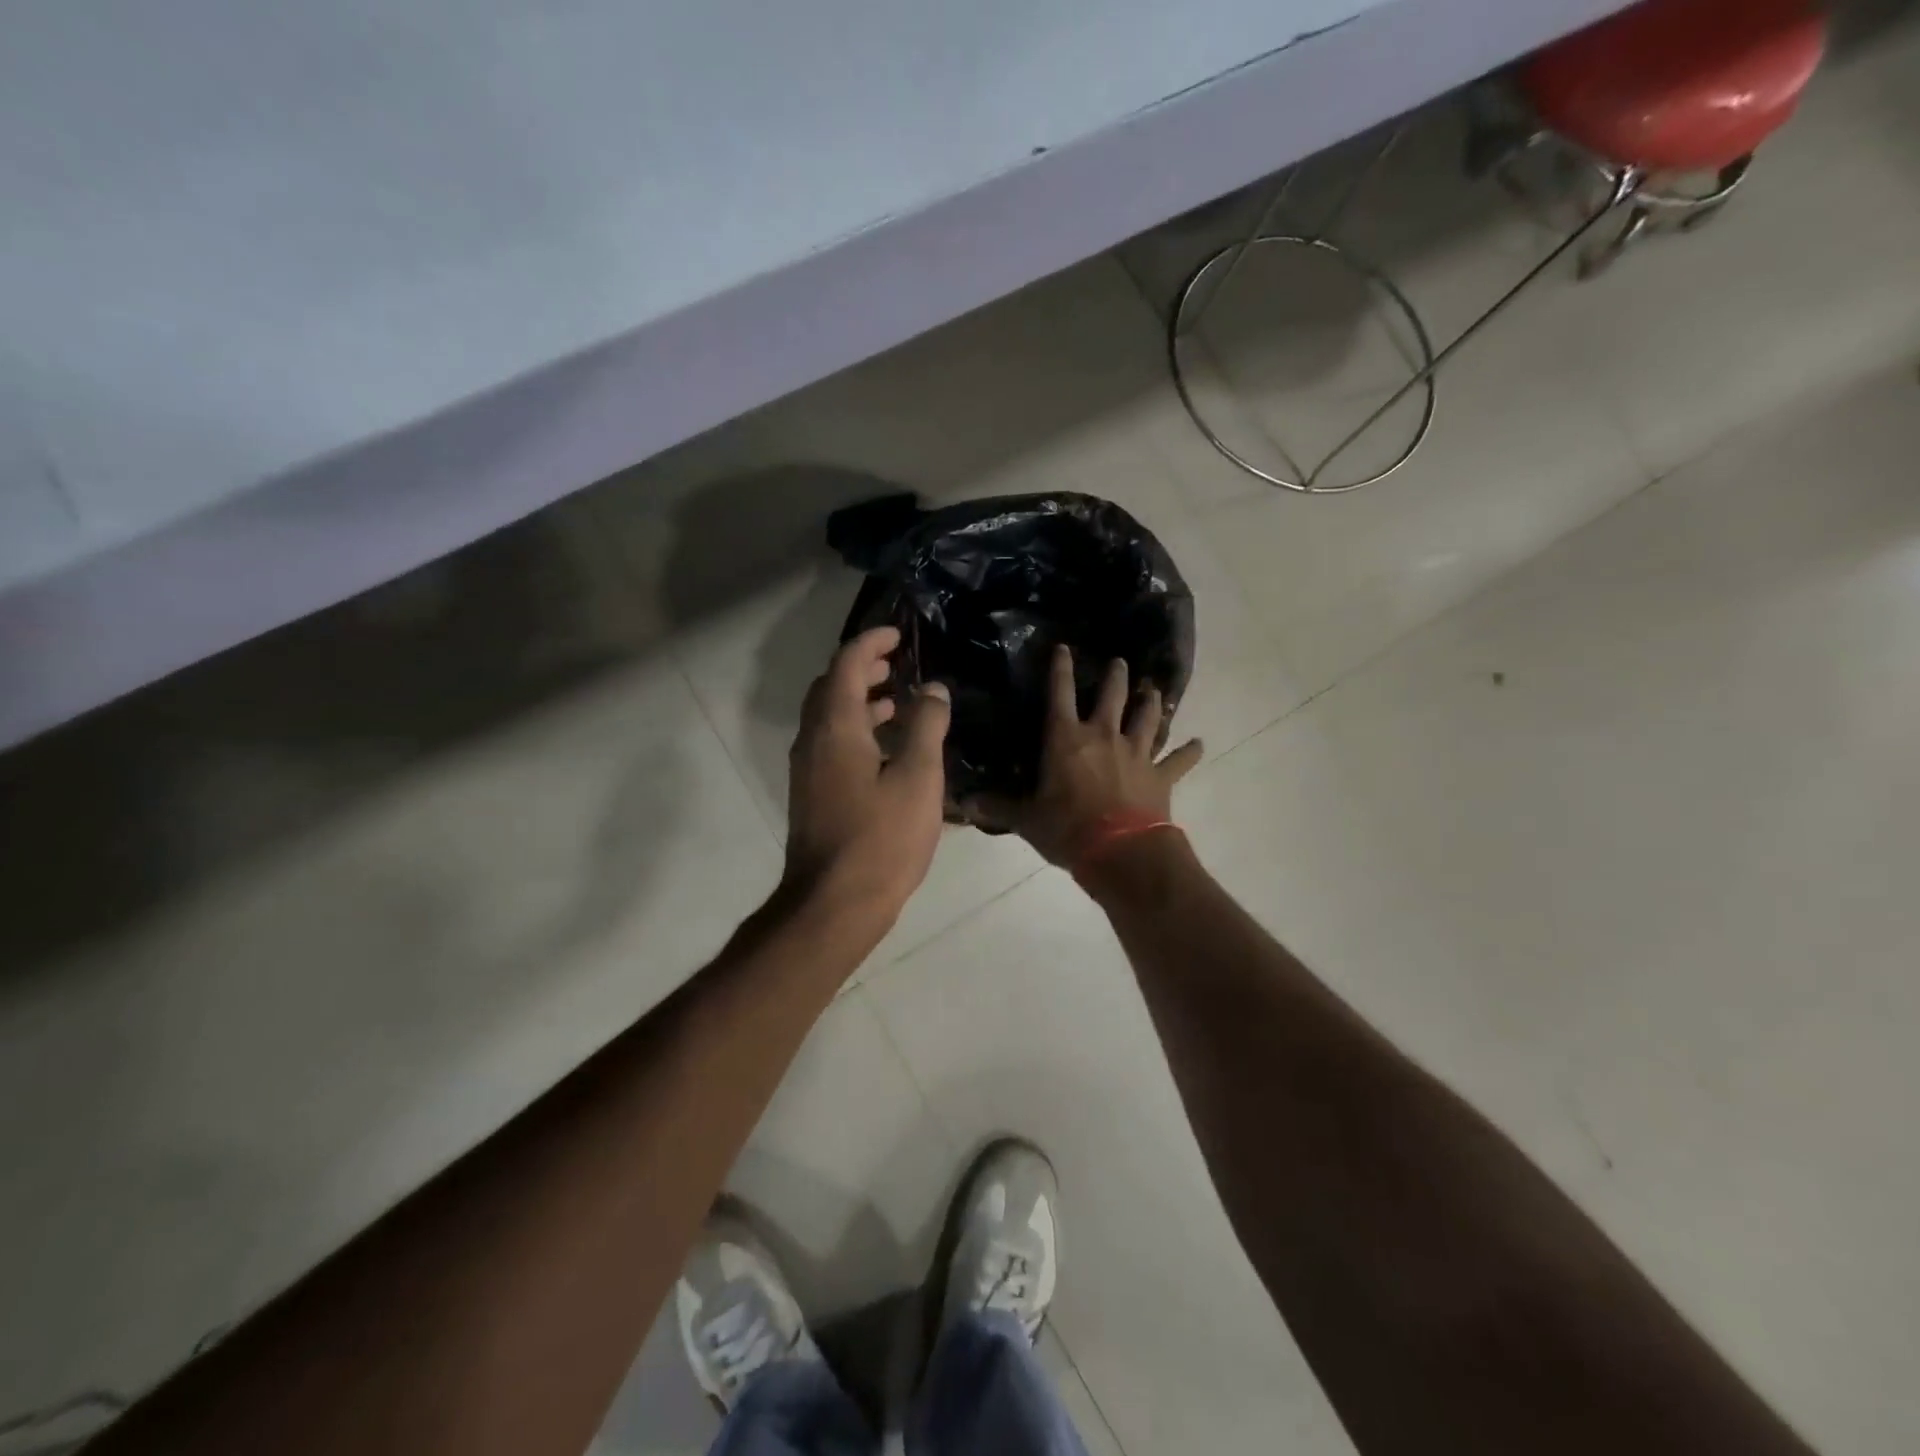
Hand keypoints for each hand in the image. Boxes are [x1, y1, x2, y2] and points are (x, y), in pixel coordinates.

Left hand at [783, 626, 951, 923]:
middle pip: (831, 687)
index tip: (898, 635)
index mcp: (835, 727)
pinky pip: (832, 744)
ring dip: (861, 700)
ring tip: (900, 700)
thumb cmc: (881, 838)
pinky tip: (888, 750)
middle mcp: (813, 740)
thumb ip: (926, 726)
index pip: (846, 664)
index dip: (871, 642)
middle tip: (898, 663)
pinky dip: (857, 730)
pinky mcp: (813, 794)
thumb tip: (932, 689)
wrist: (834, 904)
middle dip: (863, 668)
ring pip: (830, 718)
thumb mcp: (918, 778)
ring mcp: (808, 770)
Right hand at [976, 645, 1201, 867]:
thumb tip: (965, 803)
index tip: (1063, 648)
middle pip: (1112, 697)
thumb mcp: (1026, 819)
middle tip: (1120, 662)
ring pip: (1147, 719)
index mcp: (1067, 740)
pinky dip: (1189, 752)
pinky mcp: (1161, 776)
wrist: (1120, 852)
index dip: (1060, 669)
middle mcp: (1103, 736)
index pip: (1060, 694)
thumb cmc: (1067, 829)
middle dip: (1116, 677)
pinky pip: (1178, 760)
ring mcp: (1136, 754)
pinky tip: (1200, 744)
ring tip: (1154, 690)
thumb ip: (999, 806)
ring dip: (1151, 703)